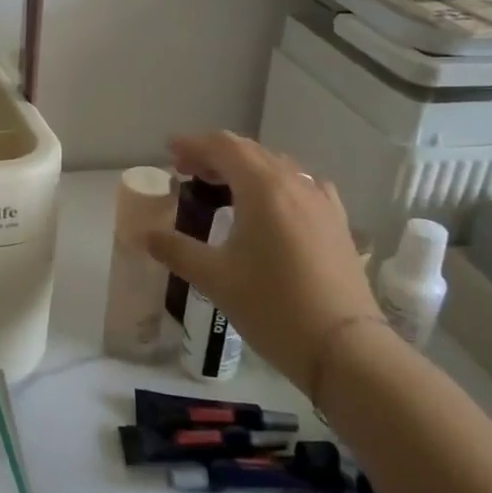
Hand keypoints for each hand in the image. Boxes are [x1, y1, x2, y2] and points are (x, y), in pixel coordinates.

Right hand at [146, 131, 380, 392]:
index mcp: (263, 188)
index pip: (224, 147)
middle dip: (215, 155)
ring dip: (245, 168)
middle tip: (186, 170)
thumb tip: (146, 236)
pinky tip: (271, 206)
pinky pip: (302, 186)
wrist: (345, 348)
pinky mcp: (337, 223)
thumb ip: (177, 250)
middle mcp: (295, 183)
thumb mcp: (215, 278)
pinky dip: (276, 185)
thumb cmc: (273, 306)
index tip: (169, 151)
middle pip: (251, 152)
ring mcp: (321, 201)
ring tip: (222, 187)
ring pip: (277, 167)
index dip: (194, 144)